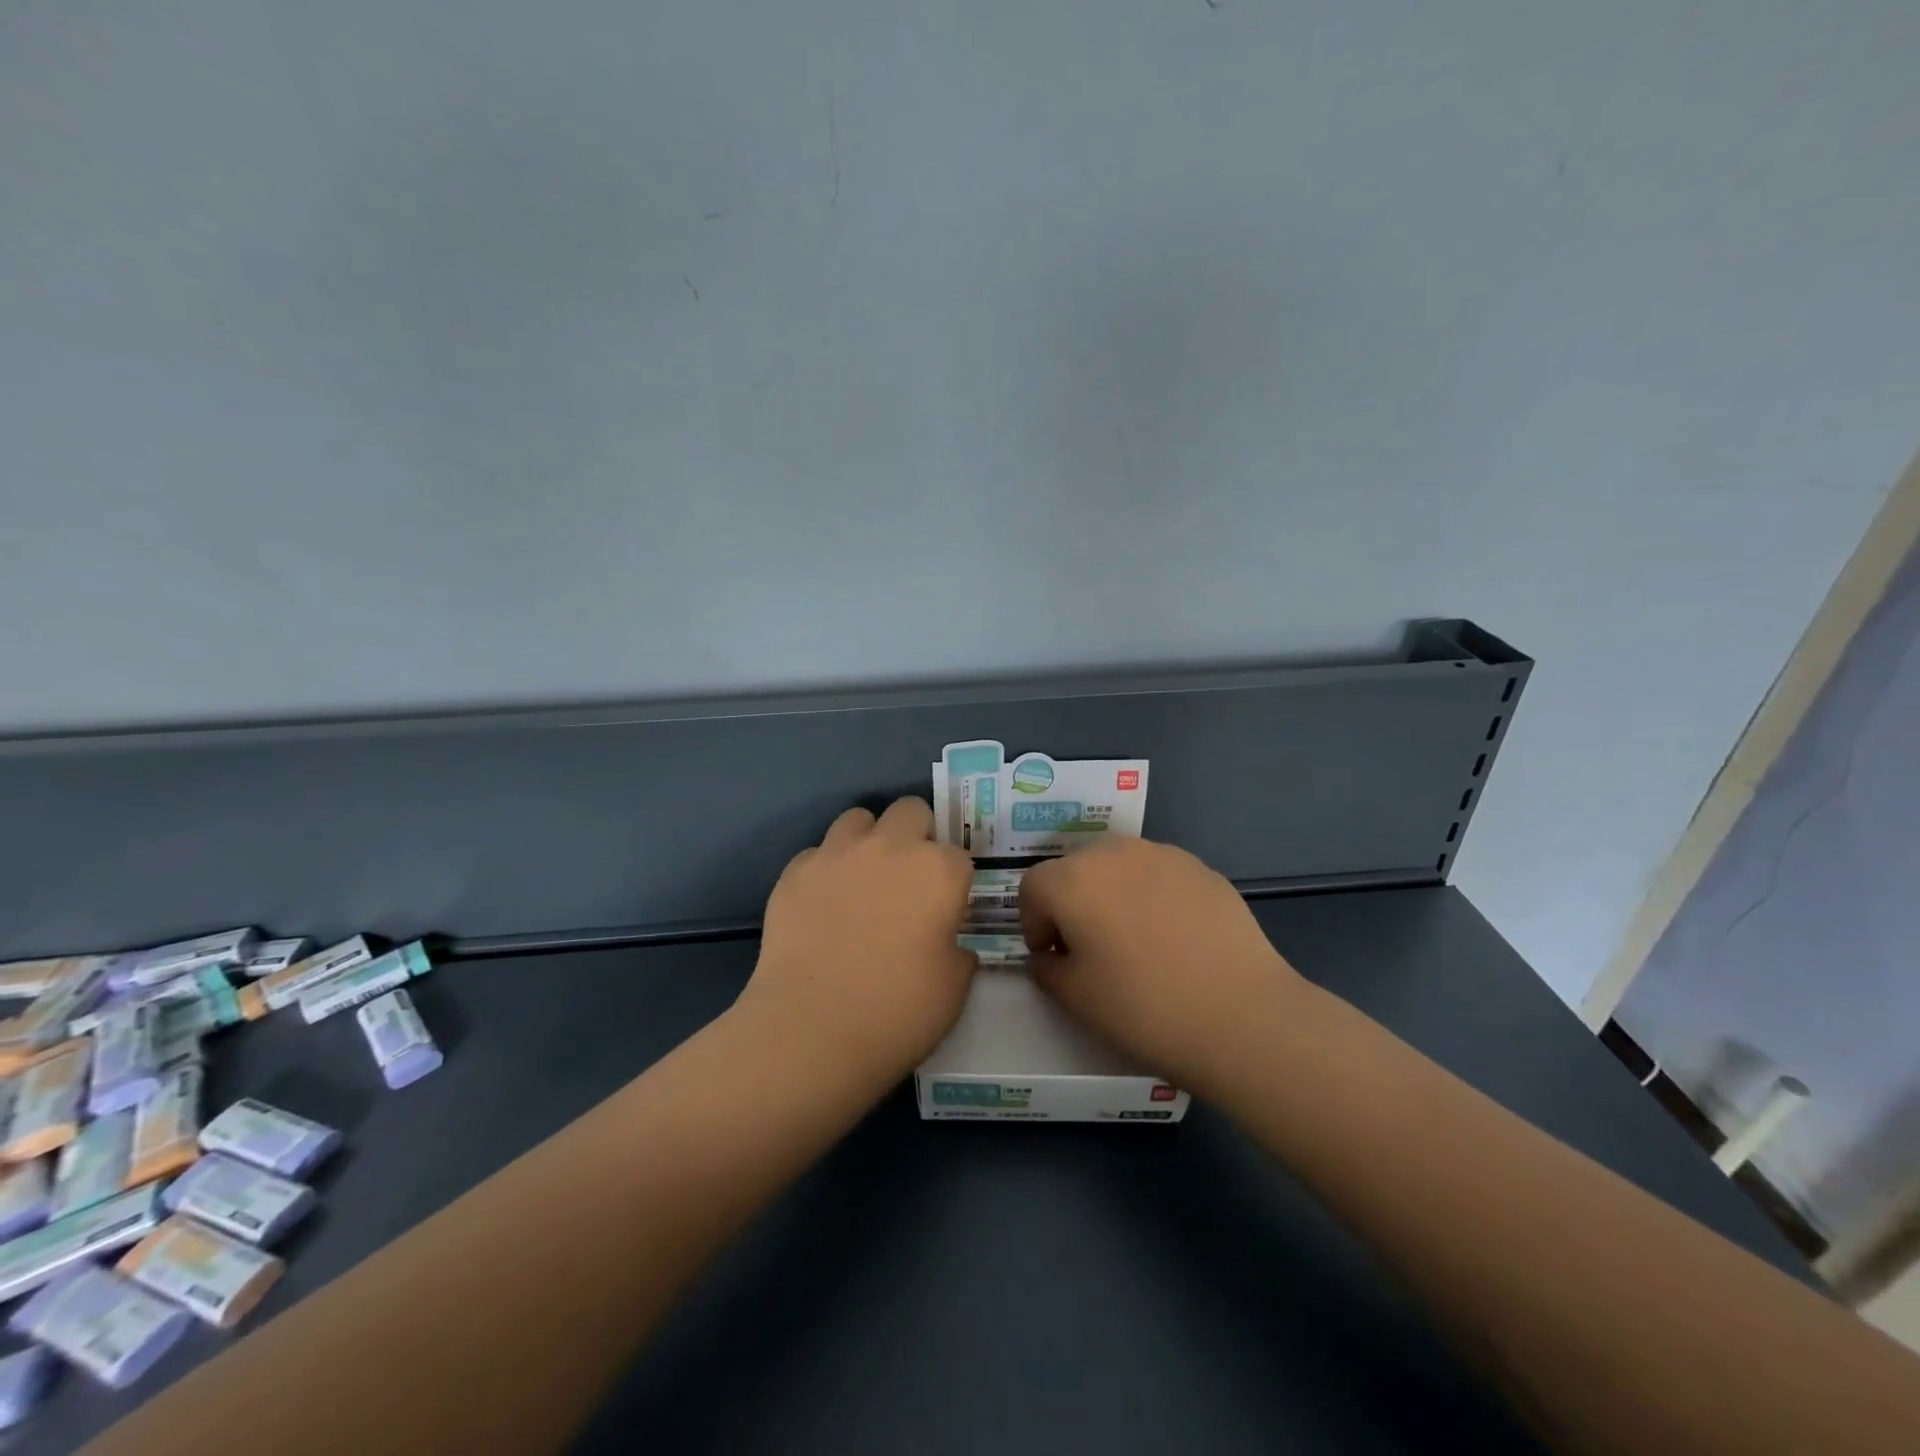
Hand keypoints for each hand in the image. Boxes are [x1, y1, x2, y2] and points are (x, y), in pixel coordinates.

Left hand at [735, 797, 977, 1091]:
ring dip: (867, 841)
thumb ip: (959, 952)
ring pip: (858, 819)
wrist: (811, 1028)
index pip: (959, 856)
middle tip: (908, 880)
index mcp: (938, 870)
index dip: (953, 883)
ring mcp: (837, 853)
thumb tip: (949, 942)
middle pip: (911, 811)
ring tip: (862, 882)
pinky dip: (825, 871)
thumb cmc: (897, 1011)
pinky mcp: (794, 871)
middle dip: (915, 835)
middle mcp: (890, 846)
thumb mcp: (954, 989)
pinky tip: (822, 906)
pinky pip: (817, 853)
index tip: (945, 910)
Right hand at [1020, 837, 1307, 1095]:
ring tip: (1134, 940)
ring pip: (1119, 866)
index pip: (1033, 886)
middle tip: (1089, 948)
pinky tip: (1175, 938)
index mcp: (1073, 880)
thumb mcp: (1076, 999)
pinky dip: (1152, 896)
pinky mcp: (1202, 868)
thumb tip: (1047, 955)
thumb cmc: (1144, 1008)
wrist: (1241, 1015)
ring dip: (1112, 894)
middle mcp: (1113, 853)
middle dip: (1072, 902)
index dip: (1033, 921)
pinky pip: (1159, 875)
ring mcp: (1163, 855)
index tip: (1051, 955)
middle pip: (1075, 868)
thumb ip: (1046, 969)